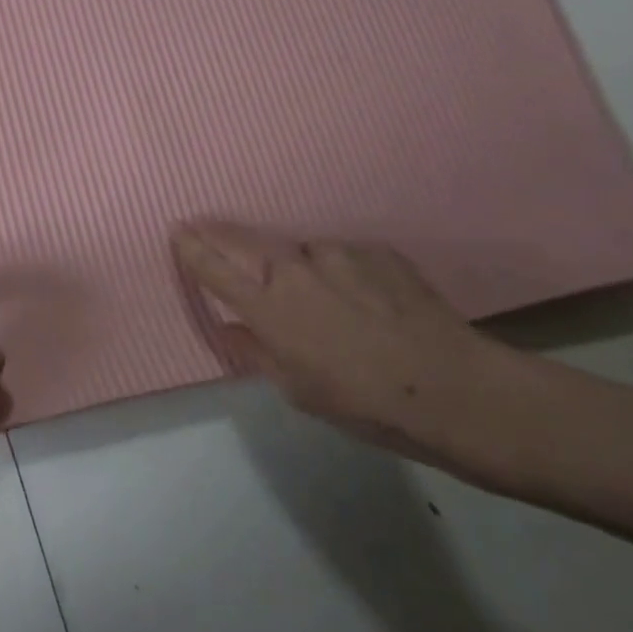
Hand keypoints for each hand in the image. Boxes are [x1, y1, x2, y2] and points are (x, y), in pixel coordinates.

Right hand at [170, 221, 504, 463]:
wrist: (456, 390)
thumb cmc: (364, 403)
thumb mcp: (297, 391)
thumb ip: (258, 352)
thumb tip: (235, 328)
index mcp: (267, 307)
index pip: (213, 267)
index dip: (190, 248)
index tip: (177, 231)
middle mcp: (292, 270)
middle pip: (241, 239)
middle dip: (218, 233)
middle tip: (206, 228)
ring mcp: (335, 253)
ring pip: (299, 251)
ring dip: (297, 265)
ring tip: (323, 296)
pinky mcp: (375, 250)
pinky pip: (343, 257)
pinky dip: (341, 271)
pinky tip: (365, 298)